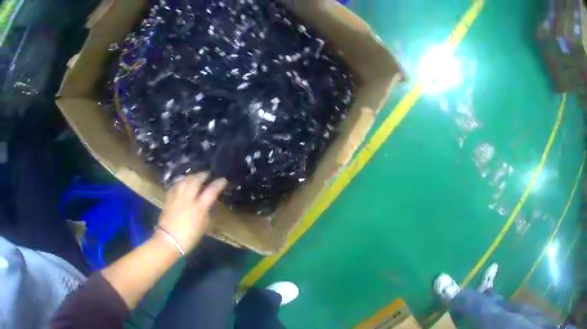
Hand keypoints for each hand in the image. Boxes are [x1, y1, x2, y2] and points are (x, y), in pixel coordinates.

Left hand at [157, 173, 226, 252]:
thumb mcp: (203, 227)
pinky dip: (179, 182)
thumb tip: (207, 206)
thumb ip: (206, 214)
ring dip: (190, 177)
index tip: (222, 180)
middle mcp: (188, 199)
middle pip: (195, 181)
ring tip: (194, 177)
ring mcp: (177, 198)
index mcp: (199, 207)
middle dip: (202, 175)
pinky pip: (174, 186)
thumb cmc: (189, 238)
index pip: (211, 191)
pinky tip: (181, 183)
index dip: (218, 184)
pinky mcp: (168, 199)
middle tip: (206, 174)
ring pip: (184, 181)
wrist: (169, 241)